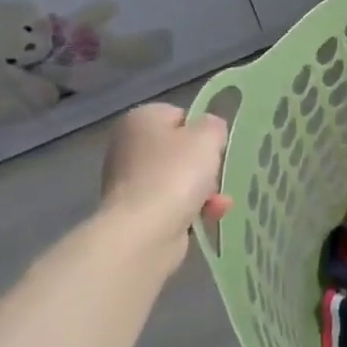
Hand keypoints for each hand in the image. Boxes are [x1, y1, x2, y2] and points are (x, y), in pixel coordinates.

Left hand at [96, 103, 231, 268]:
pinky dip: (192, 209)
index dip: (202, 131)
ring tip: (219, 202)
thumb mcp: (208, 135)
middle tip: (218, 175)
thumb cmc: (176, 173)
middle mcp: (128, 146)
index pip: (180, 116)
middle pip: (180, 150)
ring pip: (179, 179)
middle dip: (204, 166)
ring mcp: (129, 181)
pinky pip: (173, 204)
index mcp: (141, 119)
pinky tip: (210, 216)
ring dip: (204, 190)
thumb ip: (214, 125)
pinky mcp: (135, 212)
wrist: (145, 230)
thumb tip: (209, 132)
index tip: (216, 148)